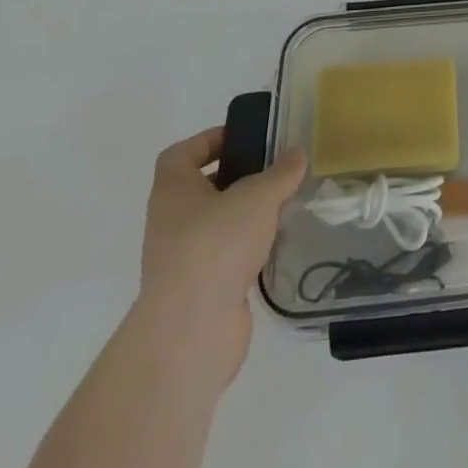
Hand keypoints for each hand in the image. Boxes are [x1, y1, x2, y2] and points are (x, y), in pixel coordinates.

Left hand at [138, 128, 305, 380]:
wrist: (192, 329)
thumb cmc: (216, 244)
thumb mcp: (258, 196)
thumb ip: (280, 172)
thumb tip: (296, 154)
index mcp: (173, 191)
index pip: (181, 154)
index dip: (208, 140)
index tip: (243, 138)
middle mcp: (171, 222)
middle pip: (201, 188)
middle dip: (236, 177)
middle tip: (273, 169)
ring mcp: (183, 259)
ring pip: (216, 224)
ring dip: (245, 214)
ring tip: (283, 203)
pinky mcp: (200, 290)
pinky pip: (226, 256)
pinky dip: (248, 247)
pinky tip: (277, 242)